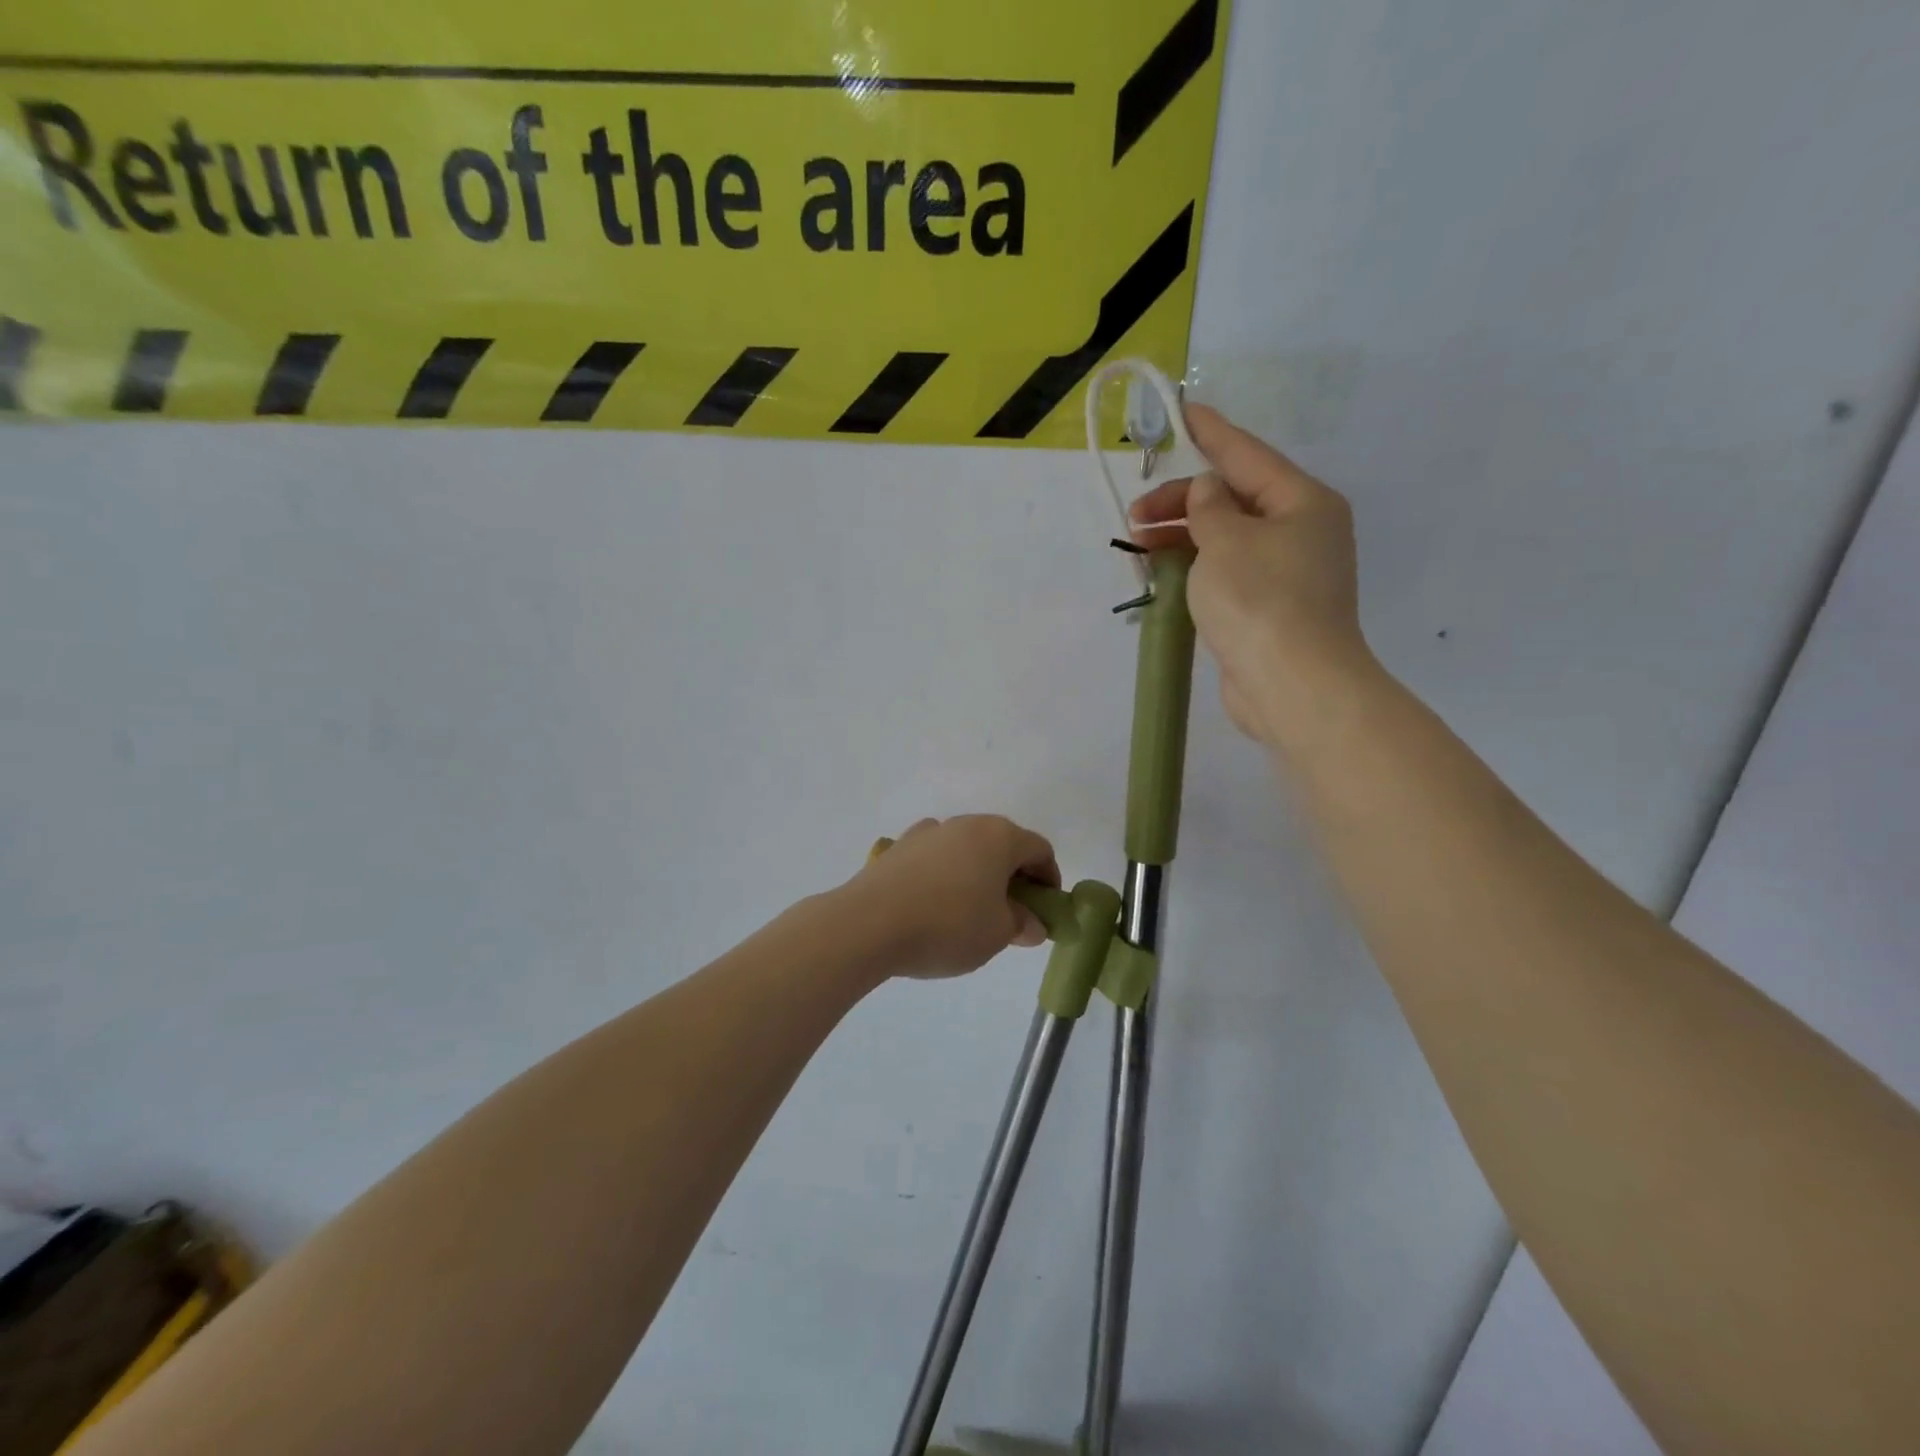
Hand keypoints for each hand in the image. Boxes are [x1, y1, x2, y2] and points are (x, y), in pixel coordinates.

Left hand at [846, 816, 1059, 978]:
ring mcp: (928, 832)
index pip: (1039, 849)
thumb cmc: (947, 925)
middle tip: (1011, 914)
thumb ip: (1021, 924)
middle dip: (1012, 877)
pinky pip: (935, 858)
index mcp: (998, 836)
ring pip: (966, 849)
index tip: (1044, 911)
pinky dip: (944, 876)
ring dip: (977, 874)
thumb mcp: (997, 934)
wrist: (867, 924)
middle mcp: (965, 823)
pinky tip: (932, 906)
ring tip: (969, 914)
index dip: (1049, 879)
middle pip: (1002, 844)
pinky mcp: (898, 847)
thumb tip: (1029, 922)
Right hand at [1130, 404, 1377, 755]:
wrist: (1291, 686)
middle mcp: (1301, 531)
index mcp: (1302, 502)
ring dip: (1182, 535)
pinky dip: (1196, 566)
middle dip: (1181, 501)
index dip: (1210, 433)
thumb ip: (1208, 507)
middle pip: (1233, 499)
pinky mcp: (1270, 608)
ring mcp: (1287, 572)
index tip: (1181, 411)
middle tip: (1135, 514)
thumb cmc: (1259, 600)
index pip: (1247, 455)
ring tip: (1138, 544)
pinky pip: (1227, 571)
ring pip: (1227, 538)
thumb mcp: (1225, 540)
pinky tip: (1164, 571)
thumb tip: (1207, 492)